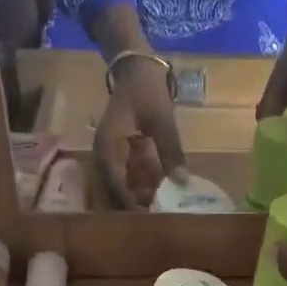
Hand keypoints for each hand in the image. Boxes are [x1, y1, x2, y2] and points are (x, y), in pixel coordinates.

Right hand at [95, 58, 188, 208]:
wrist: (136, 66)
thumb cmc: (146, 91)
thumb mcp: (162, 120)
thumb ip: (171, 151)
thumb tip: (182, 182)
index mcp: (108, 148)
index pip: (116, 185)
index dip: (132, 204)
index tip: (151, 218)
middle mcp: (104, 155)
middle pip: (117, 189)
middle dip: (138, 204)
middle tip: (161, 219)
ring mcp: (112, 153)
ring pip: (124, 183)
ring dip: (142, 195)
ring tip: (165, 208)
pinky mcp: (121, 151)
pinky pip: (130, 173)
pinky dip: (144, 183)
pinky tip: (163, 191)